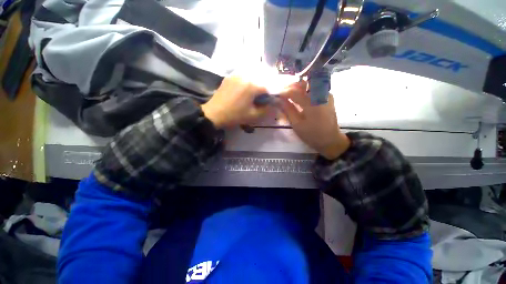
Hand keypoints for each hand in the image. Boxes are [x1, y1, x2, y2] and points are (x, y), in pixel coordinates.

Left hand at [201, 75, 270, 128]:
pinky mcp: (230, 76)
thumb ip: (266, 110)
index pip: (269, 86)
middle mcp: (246, 75)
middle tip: (264, 96)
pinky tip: (246, 88)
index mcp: (253, 85)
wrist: (213, 114)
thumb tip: (274, 105)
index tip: (272, 99)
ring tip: (256, 92)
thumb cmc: (234, 116)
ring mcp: (236, 74)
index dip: (273, 93)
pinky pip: (243, 75)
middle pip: (262, 78)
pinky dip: (249, 80)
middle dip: (266, 86)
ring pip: (253, 75)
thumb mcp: (253, 116)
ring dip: (257, 82)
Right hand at [279, 82, 349, 159]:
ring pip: (309, 83)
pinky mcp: (327, 97)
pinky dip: (305, 90)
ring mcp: (325, 95)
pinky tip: (299, 97)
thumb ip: (288, 110)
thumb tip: (279, 100)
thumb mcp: (297, 125)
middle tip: (282, 92)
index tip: (276, 95)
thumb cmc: (312, 134)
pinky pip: (314, 88)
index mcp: (312, 103)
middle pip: (303, 83)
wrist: (330, 140)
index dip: (283, 92)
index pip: (294, 92)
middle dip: (291, 85)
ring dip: (298, 87)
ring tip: (289, 94)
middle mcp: (320, 95)